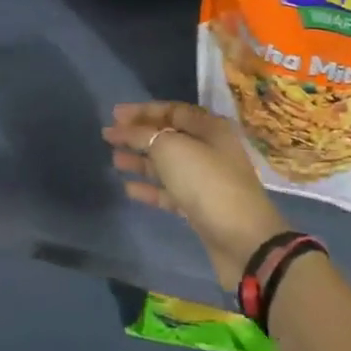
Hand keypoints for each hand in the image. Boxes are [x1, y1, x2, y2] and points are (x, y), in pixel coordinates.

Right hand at [103, 101, 285, 290]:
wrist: (242, 239)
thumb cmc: (207, 183)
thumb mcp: (171, 149)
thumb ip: (144, 134)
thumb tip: (127, 129)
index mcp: (209, 128)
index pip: (172, 110)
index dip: (142, 111)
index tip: (114, 115)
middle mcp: (209, 149)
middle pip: (168, 136)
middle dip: (138, 135)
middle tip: (108, 136)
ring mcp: (205, 180)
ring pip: (167, 165)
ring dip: (140, 161)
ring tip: (114, 159)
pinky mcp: (199, 208)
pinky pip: (169, 191)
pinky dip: (150, 188)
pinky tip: (128, 188)